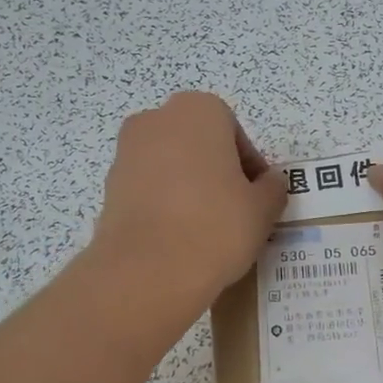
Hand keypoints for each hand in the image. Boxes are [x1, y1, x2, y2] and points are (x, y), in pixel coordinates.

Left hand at [91, 92, 286, 307]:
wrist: (147, 272)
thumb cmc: (216, 226)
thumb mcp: (263, 208)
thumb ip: (272, 187)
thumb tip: (269, 183)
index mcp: (198, 110)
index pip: (234, 132)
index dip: (249, 166)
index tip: (256, 197)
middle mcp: (156, 120)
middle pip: (198, 143)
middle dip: (216, 170)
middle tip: (234, 209)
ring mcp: (127, 152)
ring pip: (170, 165)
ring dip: (189, 187)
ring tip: (205, 228)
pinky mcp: (109, 187)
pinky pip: (148, 189)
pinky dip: (164, 204)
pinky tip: (177, 236)